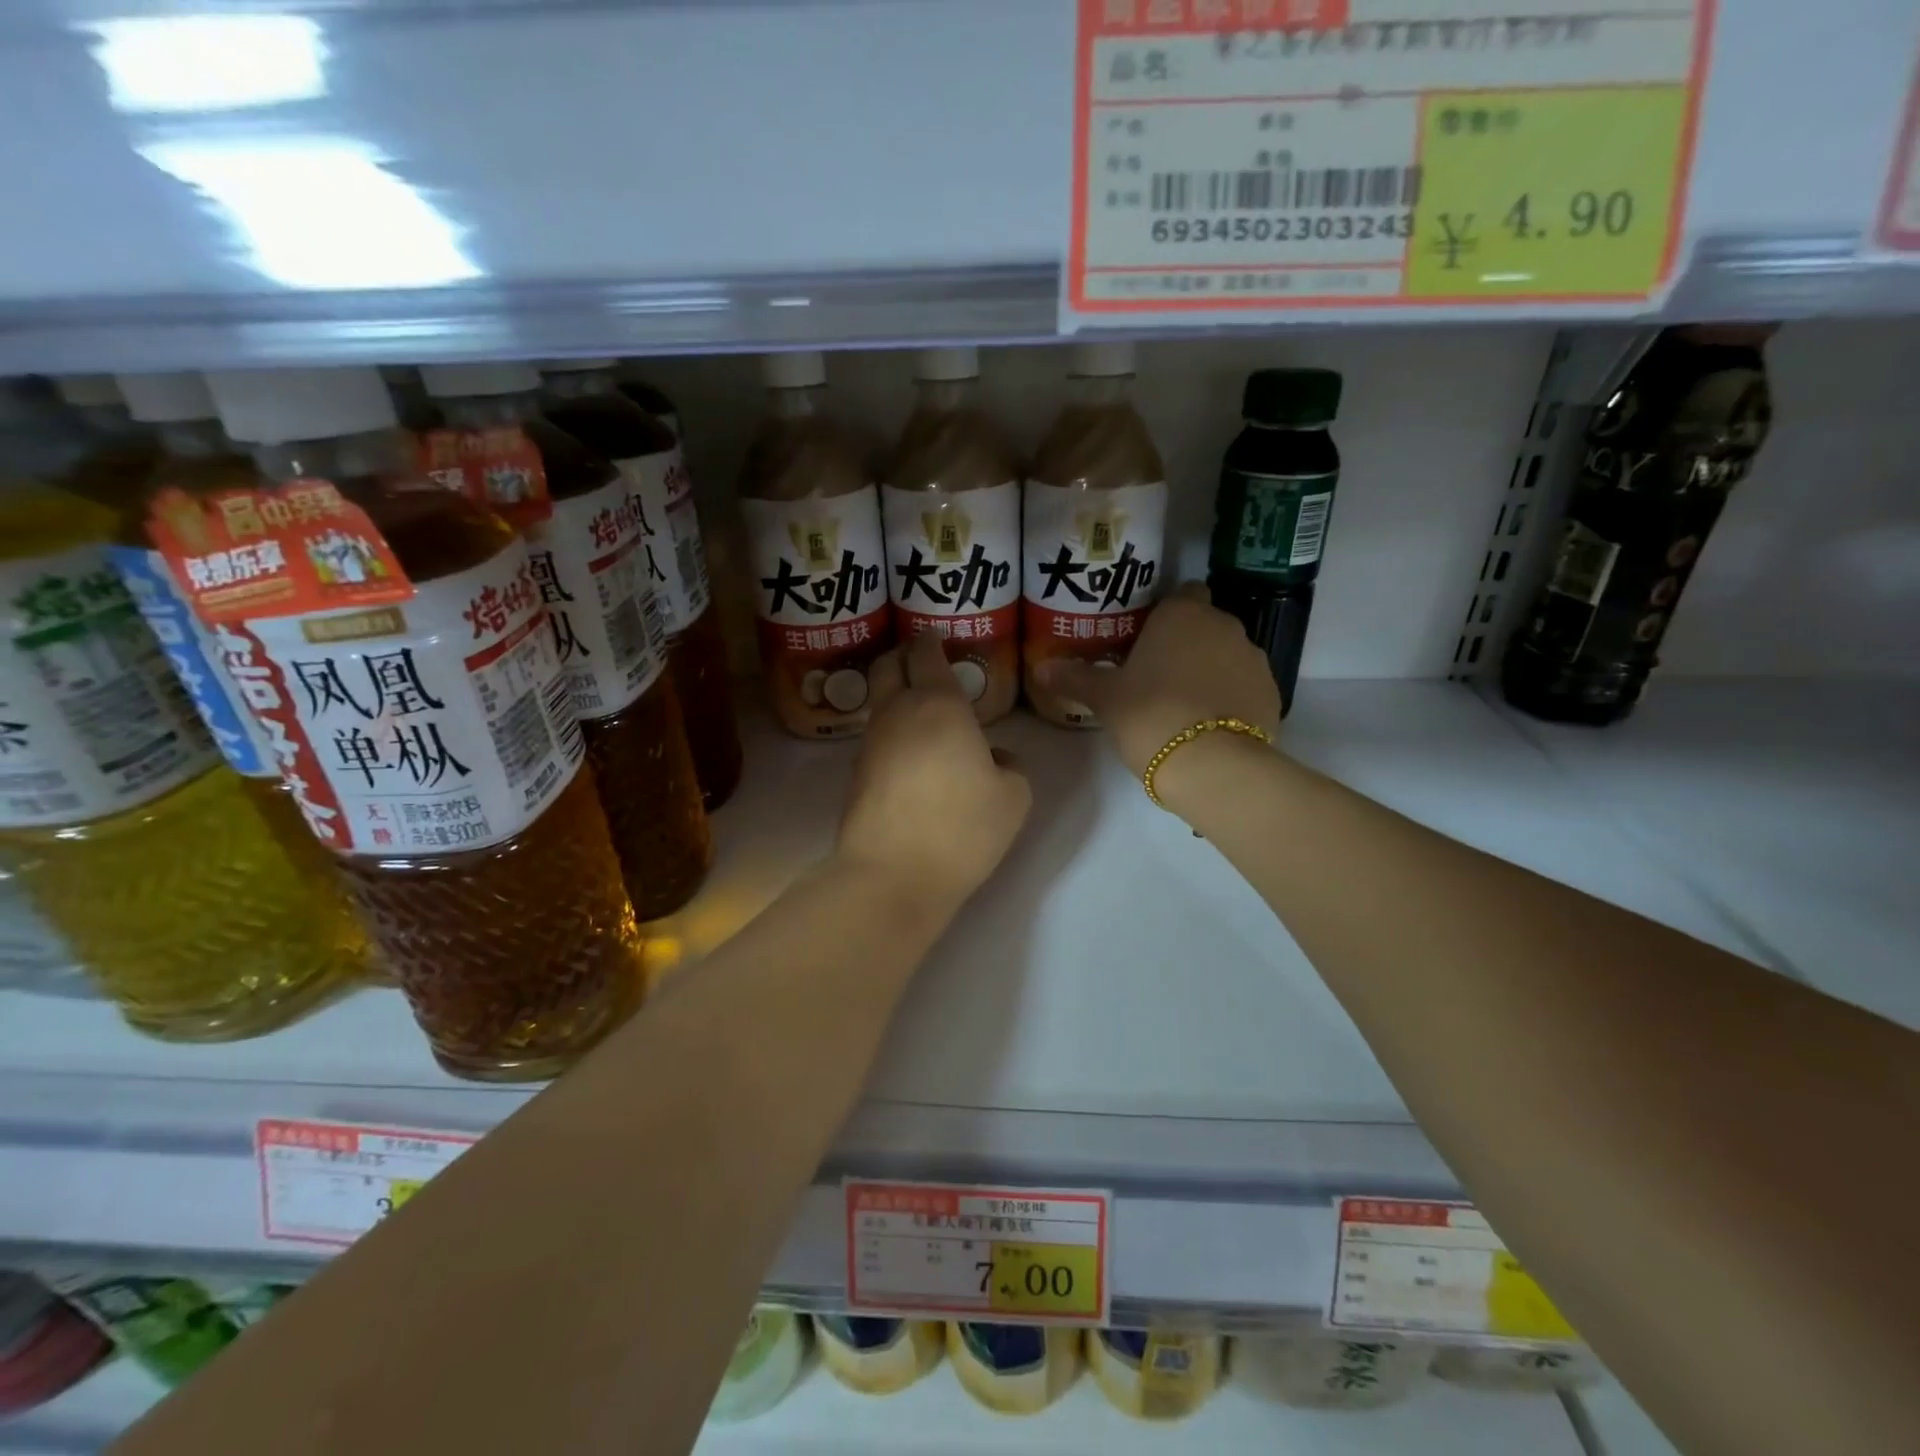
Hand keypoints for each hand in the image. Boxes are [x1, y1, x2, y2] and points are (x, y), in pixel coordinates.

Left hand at [836, 632, 1031, 912]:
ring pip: (877, 701)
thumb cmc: (962, 828)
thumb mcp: (1014, 797)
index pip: (925, 653)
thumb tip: (993, 756)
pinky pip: (875, 738)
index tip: (939, 637)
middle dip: (902, 655)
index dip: (931, 639)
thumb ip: (1011, 766)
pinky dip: (891, 732)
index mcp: (938, 705)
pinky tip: (910, 754)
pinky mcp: (855, 775)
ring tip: (921, 710)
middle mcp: (896, 713)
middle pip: (886, 665)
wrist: (893, 876)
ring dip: (894, 695)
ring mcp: (869, 744)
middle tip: (922, 662)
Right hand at [1036, 584, 1280, 779]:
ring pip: (1227, 655)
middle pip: (1205, 625)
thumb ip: (1074, 679)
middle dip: (1186, 644)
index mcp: (1183, 615)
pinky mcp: (1272, 693)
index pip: (1182, 593)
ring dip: (1210, 670)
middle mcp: (1225, 626)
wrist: (1211, 765)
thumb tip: (1040, 668)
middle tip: (1156, 675)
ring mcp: (1254, 659)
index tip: (1148, 638)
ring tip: (1183, 705)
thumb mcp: (1104, 699)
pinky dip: (1230, 698)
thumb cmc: (1150, 715)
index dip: (1167, 613)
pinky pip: (1244, 686)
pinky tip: (1208, 725)